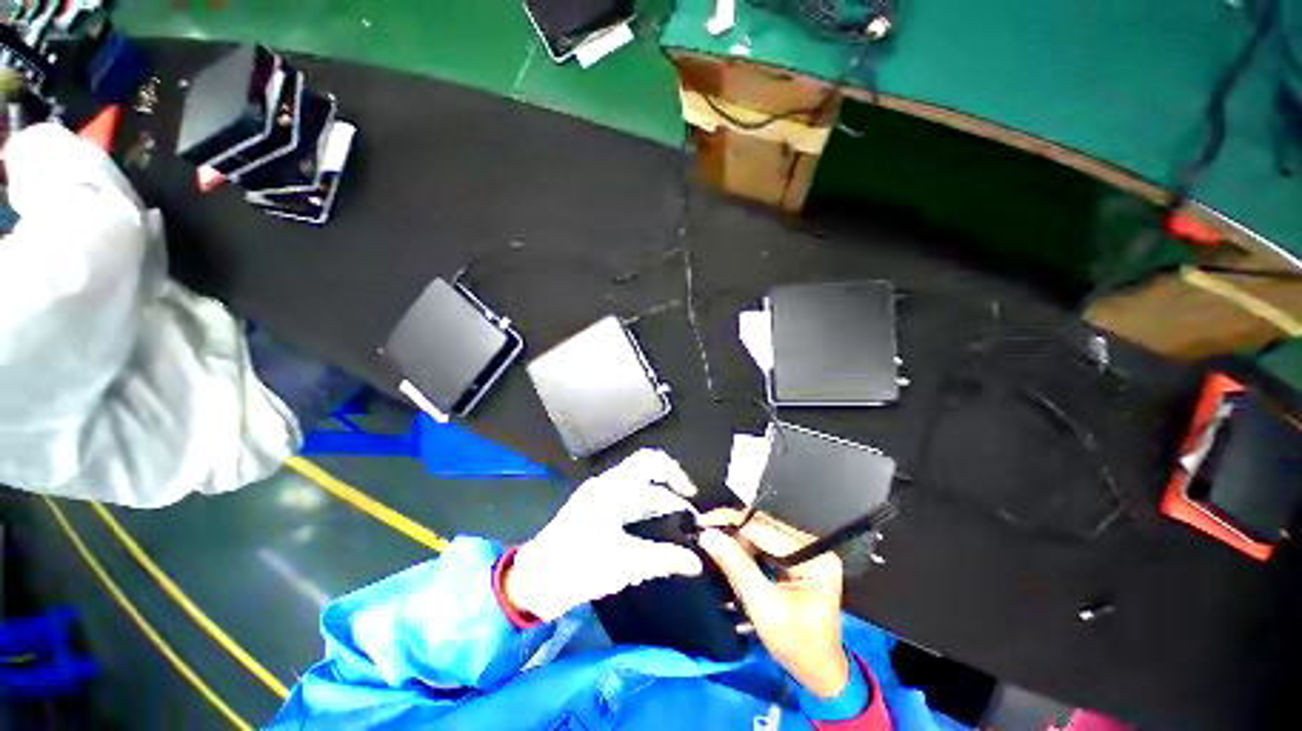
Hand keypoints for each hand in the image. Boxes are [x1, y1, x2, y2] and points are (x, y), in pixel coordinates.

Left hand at [503, 449, 704, 621]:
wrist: (535, 582)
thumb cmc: (579, 566)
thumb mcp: (625, 563)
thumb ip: (664, 559)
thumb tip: (695, 563)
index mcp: (613, 487)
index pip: (650, 461)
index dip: (675, 472)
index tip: (690, 495)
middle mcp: (607, 486)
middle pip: (646, 478)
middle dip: (670, 495)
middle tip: (691, 519)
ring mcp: (599, 499)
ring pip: (637, 493)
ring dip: (658, 506)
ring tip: (680, 526)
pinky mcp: (594, 513)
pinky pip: (626, 505)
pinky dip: (644, 514)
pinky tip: (656, 532)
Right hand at [697, 509, 849, 698]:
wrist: (818, 670)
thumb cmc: (797, 646)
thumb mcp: (764, 608)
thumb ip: (736, 567)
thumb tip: (709, 535)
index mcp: (814, 558)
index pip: (765, 529)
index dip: (731, 521)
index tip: (703, 522)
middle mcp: (813, 546)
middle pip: (764, 525)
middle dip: (732, 528)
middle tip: (705, 533)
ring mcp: (807, 549)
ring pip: (762, 530)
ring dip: (737, 536)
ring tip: (715, 543)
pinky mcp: (799, 554)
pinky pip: (766, 540)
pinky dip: (746, 545)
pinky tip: (731, 551)